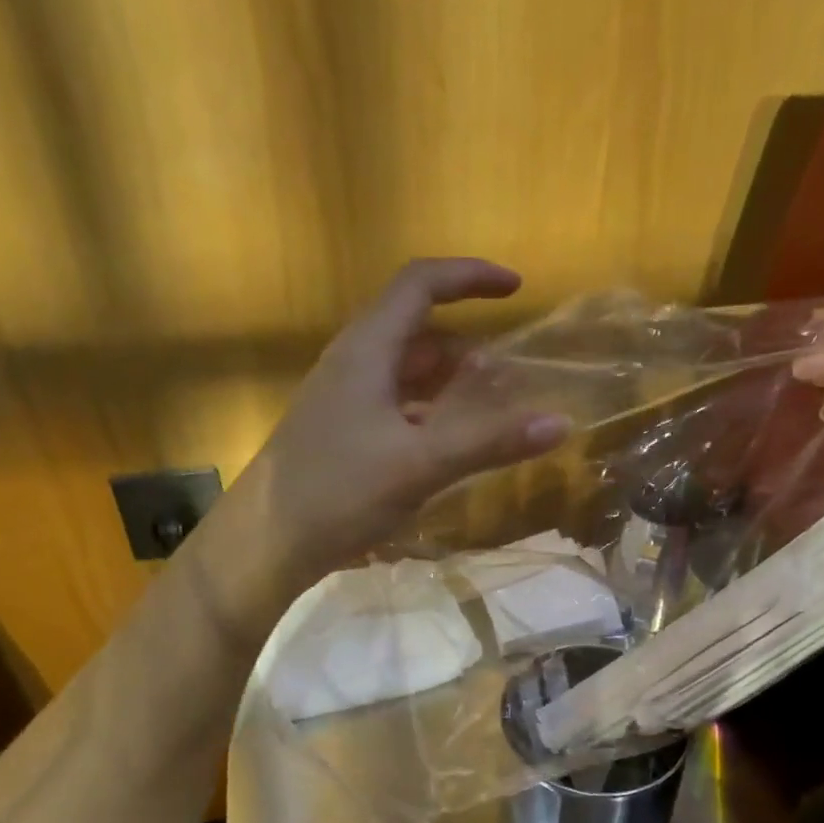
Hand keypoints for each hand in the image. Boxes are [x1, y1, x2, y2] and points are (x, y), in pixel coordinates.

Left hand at [199, 258, 569, 623]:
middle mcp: (353, 364)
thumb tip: (559, 422)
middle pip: (417, 331)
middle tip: (510, 378)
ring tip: (489, 411)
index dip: (470, 278)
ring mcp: (344, 401)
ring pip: (407, 374)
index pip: (420, 284)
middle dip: (467, 345)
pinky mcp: (342, 435)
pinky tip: (447, 447)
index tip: (517, 289)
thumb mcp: (419, 464)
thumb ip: (488, 441)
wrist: (263, 544)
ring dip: (449, 383)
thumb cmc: (337, 491)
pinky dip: (430, 414)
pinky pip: (397, 407)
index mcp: (367, 350)